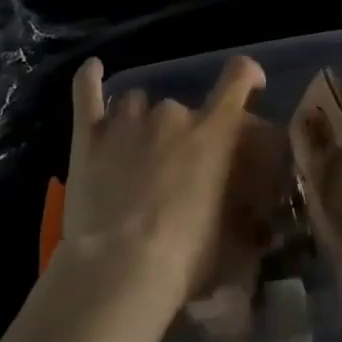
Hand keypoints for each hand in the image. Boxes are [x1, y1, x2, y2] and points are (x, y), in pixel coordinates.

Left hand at [61, 55, 269, 308]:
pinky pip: (87, 93)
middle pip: (181, 108)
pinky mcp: (89, 135)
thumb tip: (255, 224)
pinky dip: (89, 79)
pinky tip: (92, 70)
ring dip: (139, 123)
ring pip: (137, 103)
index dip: (247, 74)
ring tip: (133, 156)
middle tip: (173, 171)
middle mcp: (173, 113)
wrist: (119, 272)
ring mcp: (128, 121)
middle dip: (179, 133)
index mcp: (212, 132)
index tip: (251, 84)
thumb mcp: (229, 241)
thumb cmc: (183, 259)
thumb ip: (242, 219)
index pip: (238, 78)